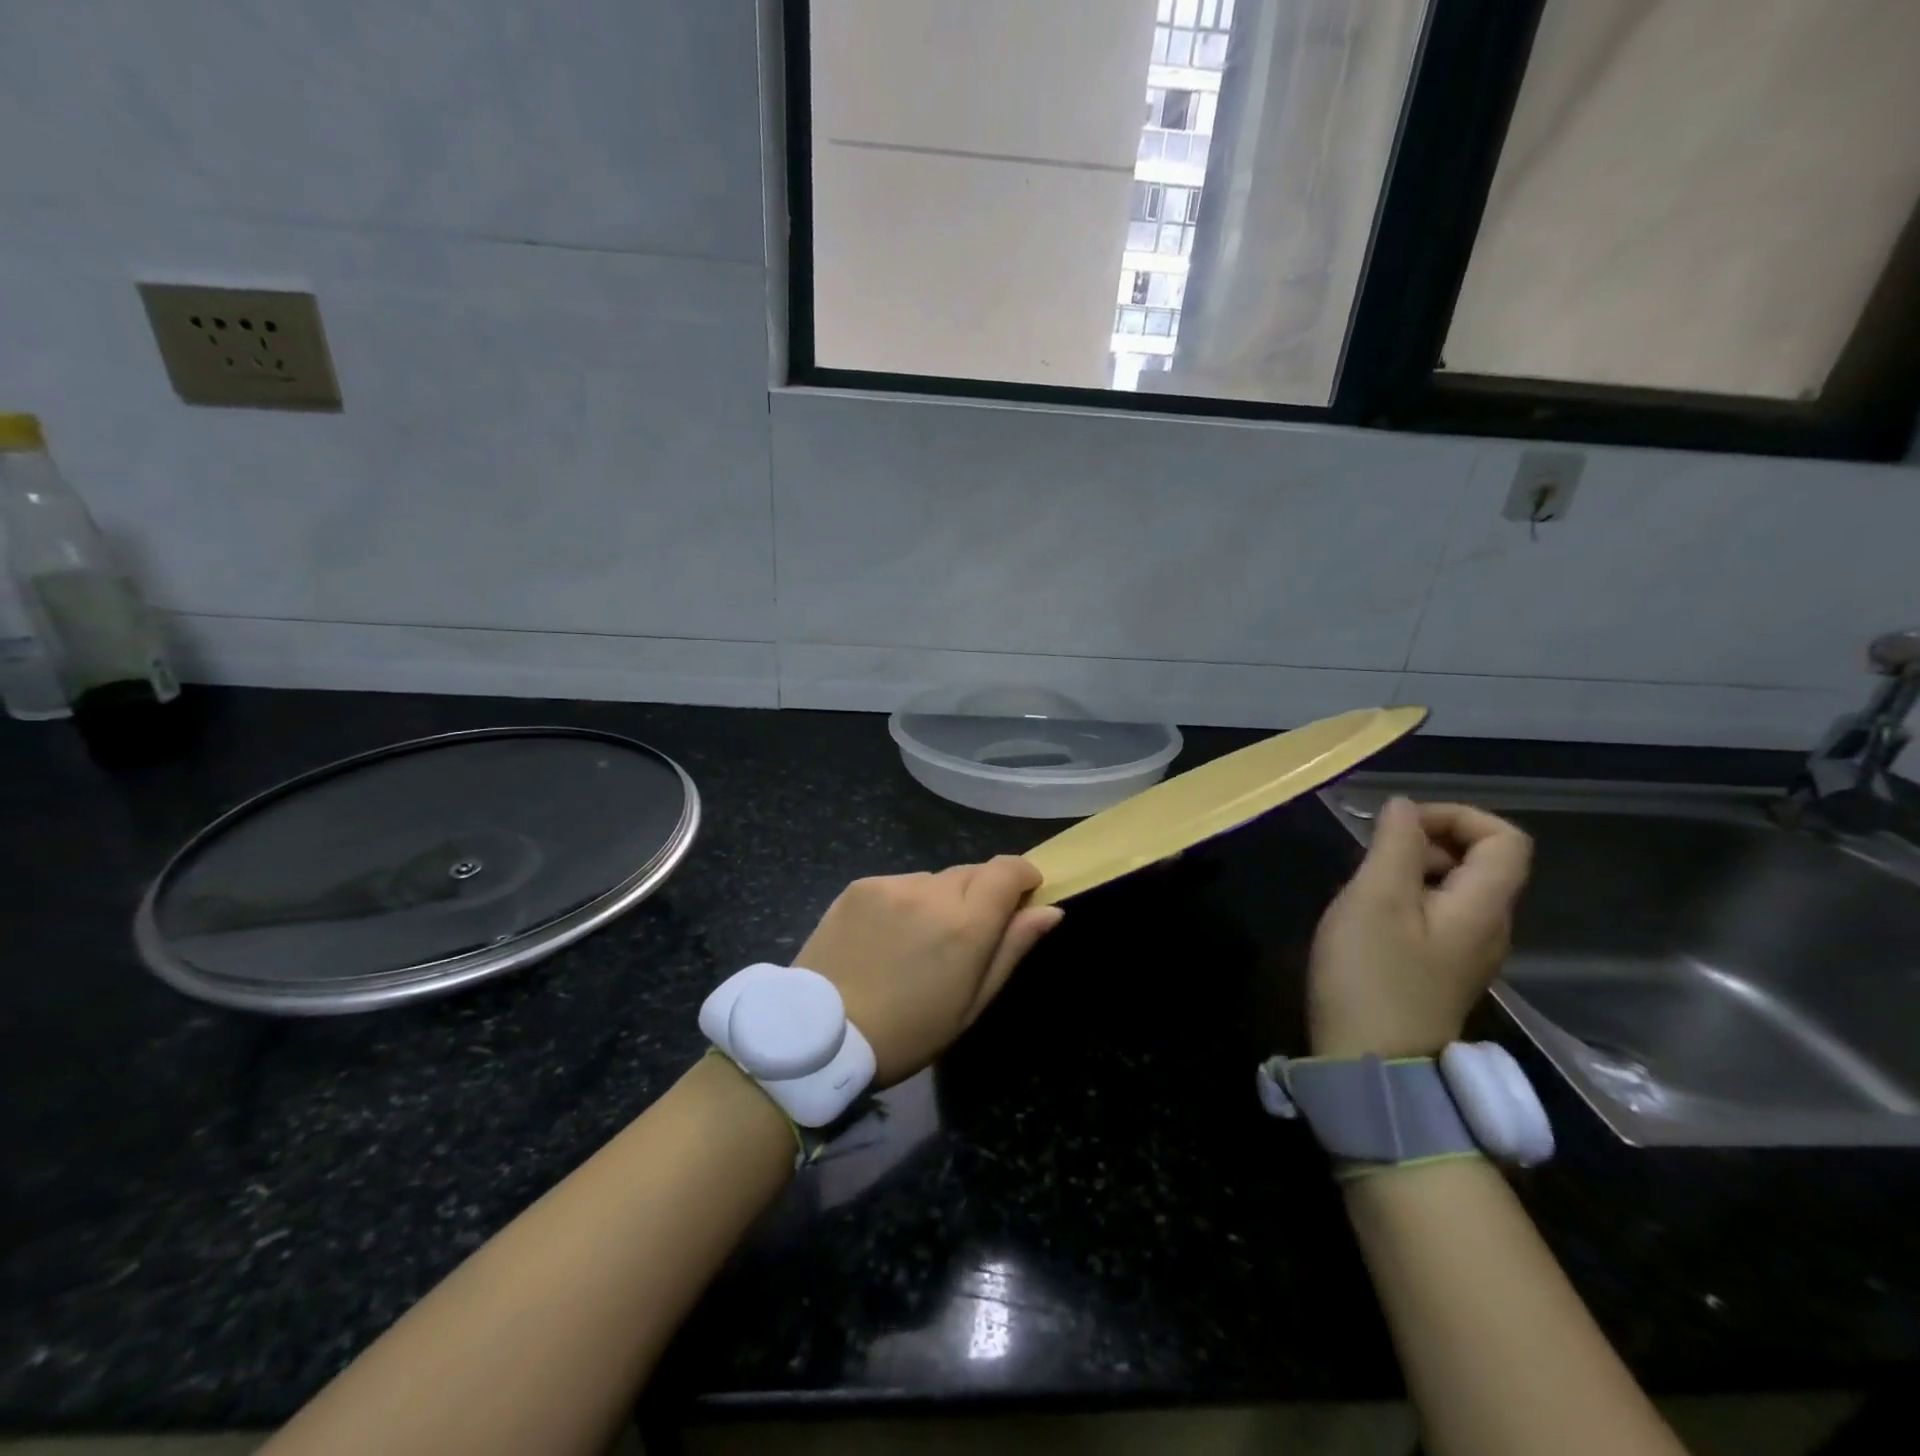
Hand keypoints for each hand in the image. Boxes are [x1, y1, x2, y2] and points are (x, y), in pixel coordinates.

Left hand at [795, 857, 1063, 1087]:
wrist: (820, 1033)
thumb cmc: (908, 1032)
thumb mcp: (971, 1004)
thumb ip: (1012, 949)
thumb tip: (1050, 910)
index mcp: (966, 924)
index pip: (1008, 870)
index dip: (1023, 875)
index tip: (1023, 894)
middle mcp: (932, 892)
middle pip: (973, 872)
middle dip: (981, 893)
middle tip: (965, 936)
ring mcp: (893, 884)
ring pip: (935, 879)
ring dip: (941, 899)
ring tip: (919, 942)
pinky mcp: (861, 885)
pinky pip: (900, 884)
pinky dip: (906, 901)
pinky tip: (887, 937)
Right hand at [1308, 799, 1532, 1058]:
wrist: (1370, 1064)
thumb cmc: (1371, 974)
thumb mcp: (1374, 898)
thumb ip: (1394, 845)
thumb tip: (1404, 808)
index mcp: (1484, 907)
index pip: (1505, 838)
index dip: (1457, 816)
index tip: (1401, 823)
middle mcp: (1488, 927)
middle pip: (1482, 861)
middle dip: (1428, 840)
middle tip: (1372, 853)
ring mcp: (1466, 953)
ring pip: (1454, 887)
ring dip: (1411, 868)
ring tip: (1363, 881)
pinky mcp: (1440, 971)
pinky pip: (1436, 914)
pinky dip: (1406, 897)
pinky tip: (1367, 915)